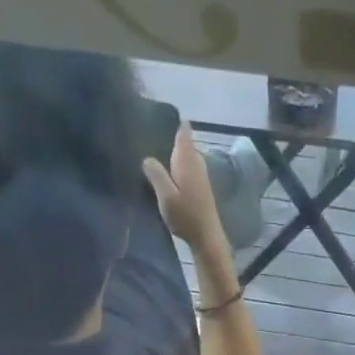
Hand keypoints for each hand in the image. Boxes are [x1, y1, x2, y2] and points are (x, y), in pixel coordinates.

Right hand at [143, 122, 227, 251]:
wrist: (207, 238)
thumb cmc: (186, 215)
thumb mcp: (165, 195)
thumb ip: (155, 173)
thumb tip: (147, 158)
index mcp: (187, 158)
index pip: (183, 130)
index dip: (174, 121)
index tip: (159, 116)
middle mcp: (197, 162)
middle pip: (184, 143)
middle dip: (170, 139)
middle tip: (150, 137)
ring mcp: (201, 176)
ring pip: (186, 158)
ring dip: (174, 156)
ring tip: (156, 156)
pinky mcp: (202, 189)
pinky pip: (188, 171)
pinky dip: (179, 169)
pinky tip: (169, 177)